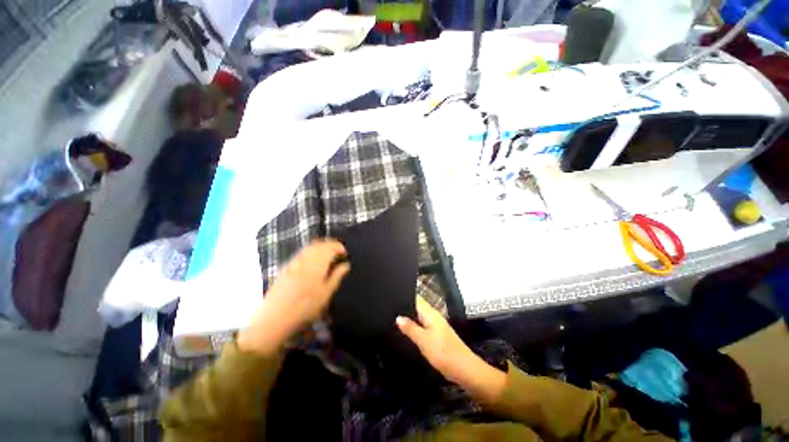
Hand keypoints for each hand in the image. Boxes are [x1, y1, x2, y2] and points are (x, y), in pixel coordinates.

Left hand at [238, 239, 349, 354]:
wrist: (275, 317)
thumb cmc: (305, 307)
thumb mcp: (326, 294)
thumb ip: (336, 276)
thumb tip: (346, 265)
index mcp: (317, 264)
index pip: (330, 248)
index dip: (338, 247)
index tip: (345, 253)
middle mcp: (305, 259)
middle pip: (319, 244)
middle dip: (330, 244)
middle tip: (338, 251)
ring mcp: (294, 262)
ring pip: (310, 247)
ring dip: (321, 246)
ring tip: (328, 253)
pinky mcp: (286, 267)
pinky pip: (302, 252)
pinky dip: (311, 250)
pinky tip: (313, 258)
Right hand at [396, 296, 506, 403]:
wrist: (464, 369)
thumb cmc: (444, 353)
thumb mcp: (423, 340)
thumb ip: (410, 328)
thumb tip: (397, 317)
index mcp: (431, 313)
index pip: (416, 298)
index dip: (404, 295)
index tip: (391, 296)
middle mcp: (433, 316)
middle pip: (417, 307)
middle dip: (404, 308)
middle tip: (388, 310)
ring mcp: (435, 326)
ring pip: (419, 317)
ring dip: (408, 318)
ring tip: (391, 319)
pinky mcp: (436, 336)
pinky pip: (422, 327)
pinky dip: (414, 327)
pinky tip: (405, 332)